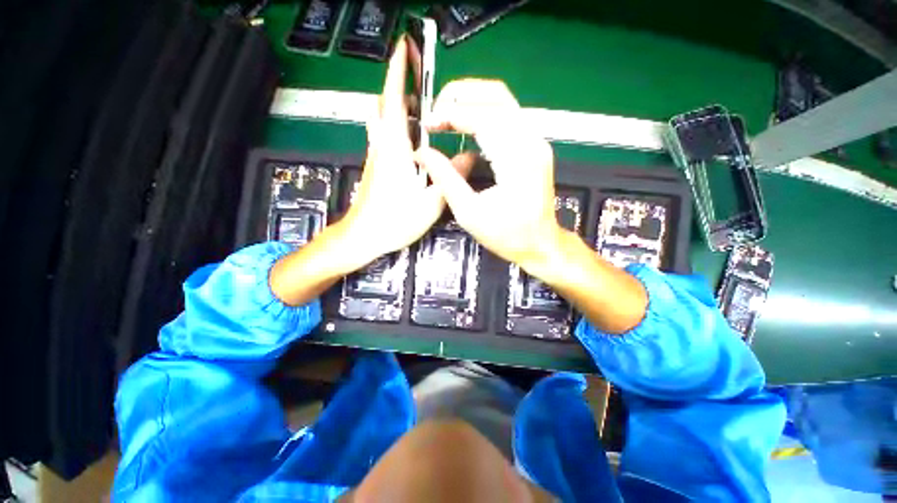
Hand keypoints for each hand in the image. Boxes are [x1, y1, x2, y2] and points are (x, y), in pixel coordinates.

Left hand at [337, 37, 462, 264]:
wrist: (363, 237)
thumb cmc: (394, 221)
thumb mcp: (430, 202)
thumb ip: (451, 178)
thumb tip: (470, 157)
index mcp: (395, 149)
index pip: (393, 98)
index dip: (398, 70)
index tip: (405, 47)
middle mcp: (382, 146)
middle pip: (387, 106)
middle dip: (403, 91)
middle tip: (427, 96)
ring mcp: (376, 156)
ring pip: (385, 122)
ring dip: (401, 113)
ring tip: (425, 123)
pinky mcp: (376, 167)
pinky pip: (386, 139)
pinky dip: (399, 132)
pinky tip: (416, 149)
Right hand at [416, 79, 647, 333]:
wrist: (540, 244)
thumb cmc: (507, 235)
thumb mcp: (470, 213)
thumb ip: (445, 179)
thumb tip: (422, 153)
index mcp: (518, 159)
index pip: (483, 116)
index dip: (451, 113)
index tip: (428, 123)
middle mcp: (531, 141)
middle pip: (497, 95)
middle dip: (461, 96)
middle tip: (435, 111)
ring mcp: (535, 141)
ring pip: (503, 101)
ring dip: (471, 101)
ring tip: (445, 115)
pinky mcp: (533, 146)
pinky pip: (507, 117)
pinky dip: (482, 114)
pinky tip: (465, 126)